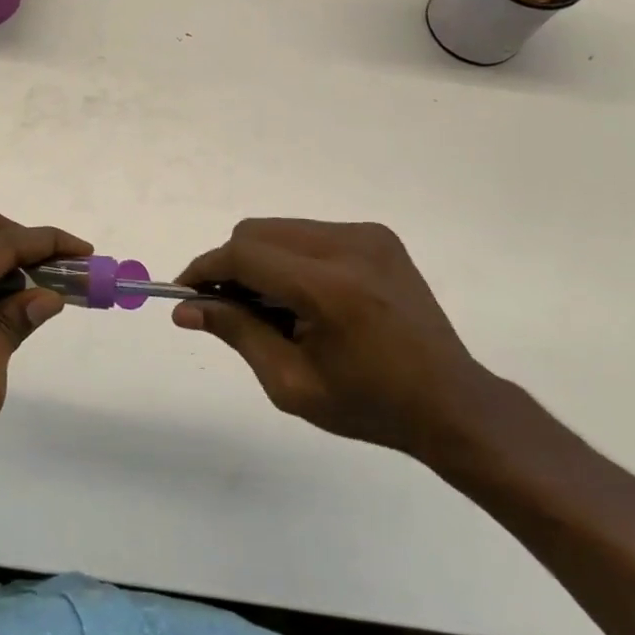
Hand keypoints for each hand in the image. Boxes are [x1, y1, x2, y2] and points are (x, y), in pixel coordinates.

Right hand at [174, 218, 490, 456]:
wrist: (450, 402)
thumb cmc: (369, 405)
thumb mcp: (291, 383)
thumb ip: (237, 333)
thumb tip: (186, 308)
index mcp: (330, 288)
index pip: (244, 255)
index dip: (205, 270)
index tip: (184, 293)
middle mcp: (349, 246)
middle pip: (256, 232)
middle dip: (230, 265)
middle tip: (227, 308)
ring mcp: (367, 235)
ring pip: (280, 229)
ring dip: (259, 260)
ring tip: (271, 308)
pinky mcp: (377, 236)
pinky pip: (308, 234)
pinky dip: (288, 257)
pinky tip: (302, 298)